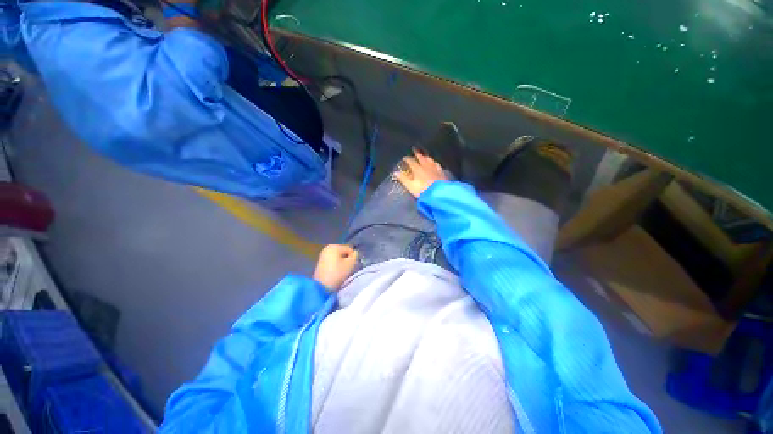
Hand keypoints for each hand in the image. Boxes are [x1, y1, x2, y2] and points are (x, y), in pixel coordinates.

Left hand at [313, 244, 358, 290]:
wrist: (321, 287)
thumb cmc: (337, 273)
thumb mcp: (350, 264)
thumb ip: (355, 256)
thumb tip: (355, 253)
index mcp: (335, 246)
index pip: (349, 249)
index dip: (352, 257)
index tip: (351, 266)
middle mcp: (328, 248)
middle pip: (343, 252)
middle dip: (347, 259)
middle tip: (347, 268)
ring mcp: (323, 254)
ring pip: (338, 256)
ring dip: (341, 262)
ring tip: (342, 271)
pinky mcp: (321, 262)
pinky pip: (332, 260)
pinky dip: (336, 265)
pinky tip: (336, 272)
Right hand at [393, 148, 447, 197]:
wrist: (439, 194)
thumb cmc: (422, 190)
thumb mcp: (410, 186)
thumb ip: (403, 179)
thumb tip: (395, 172)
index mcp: (417, 169)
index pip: (411, 161)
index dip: (407, 159)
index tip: (404, 158)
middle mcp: (426, 166)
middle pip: (421, 157)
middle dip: (417, 153)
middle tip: (414, 148)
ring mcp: (435, 168)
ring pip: (429, 159)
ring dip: (426, 156)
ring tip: (424, 155)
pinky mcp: (441, 172)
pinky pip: (437, 164)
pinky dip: (434, 162)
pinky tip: (435, 163)